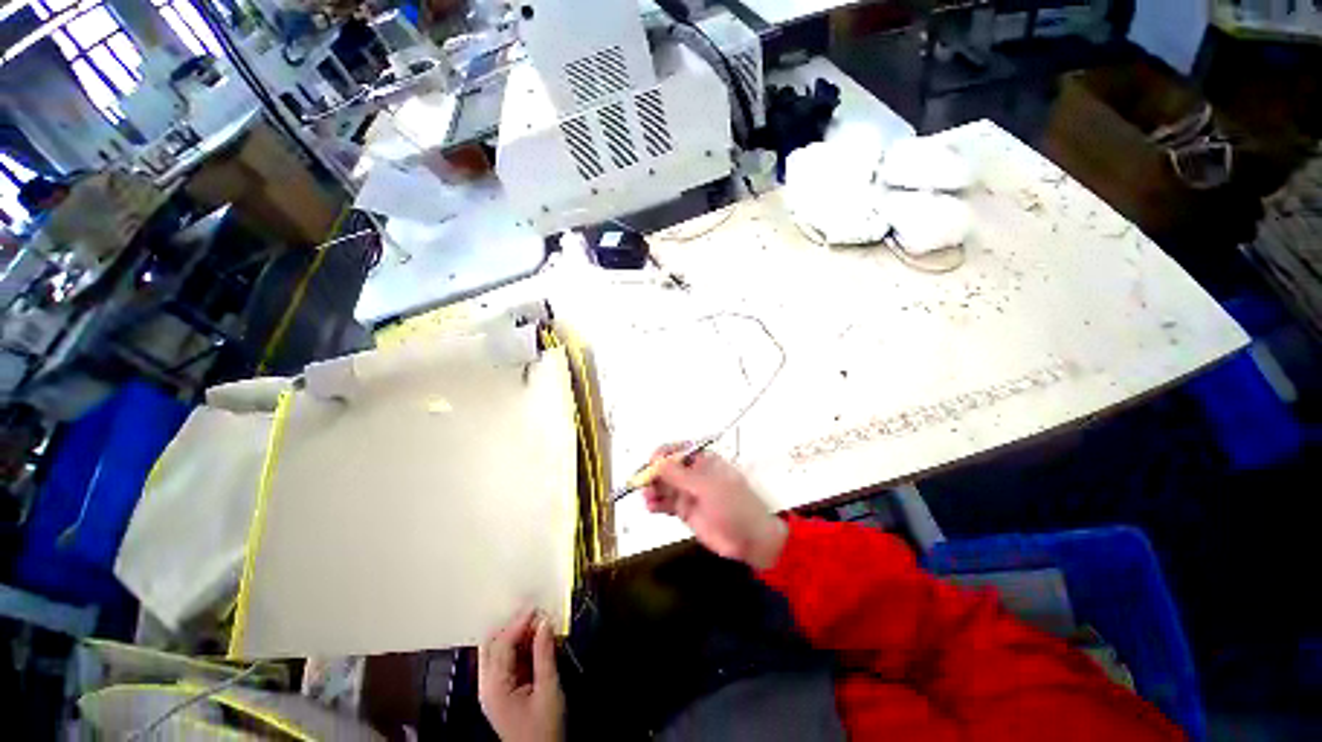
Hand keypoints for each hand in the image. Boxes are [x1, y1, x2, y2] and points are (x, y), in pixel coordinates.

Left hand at [478, 609, 564, 741]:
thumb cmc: (545, 729)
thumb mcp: (549, 691)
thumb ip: (544, 654)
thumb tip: (545, 621)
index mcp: (494, 687)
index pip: (501, 645)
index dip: (518, 622)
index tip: (536, 605)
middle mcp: (488, 685)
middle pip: (493, 645)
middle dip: (512, 625)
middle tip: (535, 610)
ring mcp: (494, 688)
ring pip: (499, 651)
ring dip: (518, 634)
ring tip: (539, 621)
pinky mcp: (504, 691)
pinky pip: (508, 660)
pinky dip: (521, 646)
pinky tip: (537, 638)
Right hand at [643, 445, 787, 569]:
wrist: (749, 539)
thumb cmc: (733, 505)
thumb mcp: (707, 487)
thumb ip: (680, 476)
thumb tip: (656, 462)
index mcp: (702, 461)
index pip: (677, 450)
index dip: (662, 455)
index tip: (651, 464)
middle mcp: (693, 474)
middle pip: (666, 468)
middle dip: (653, 473)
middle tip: (643, 484)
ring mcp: (688, 493)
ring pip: (663, 486)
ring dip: (652, 489)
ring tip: (648, 498)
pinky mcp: (685, 511)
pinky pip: (666, 504)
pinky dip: (656, 504)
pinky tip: (651, 507)